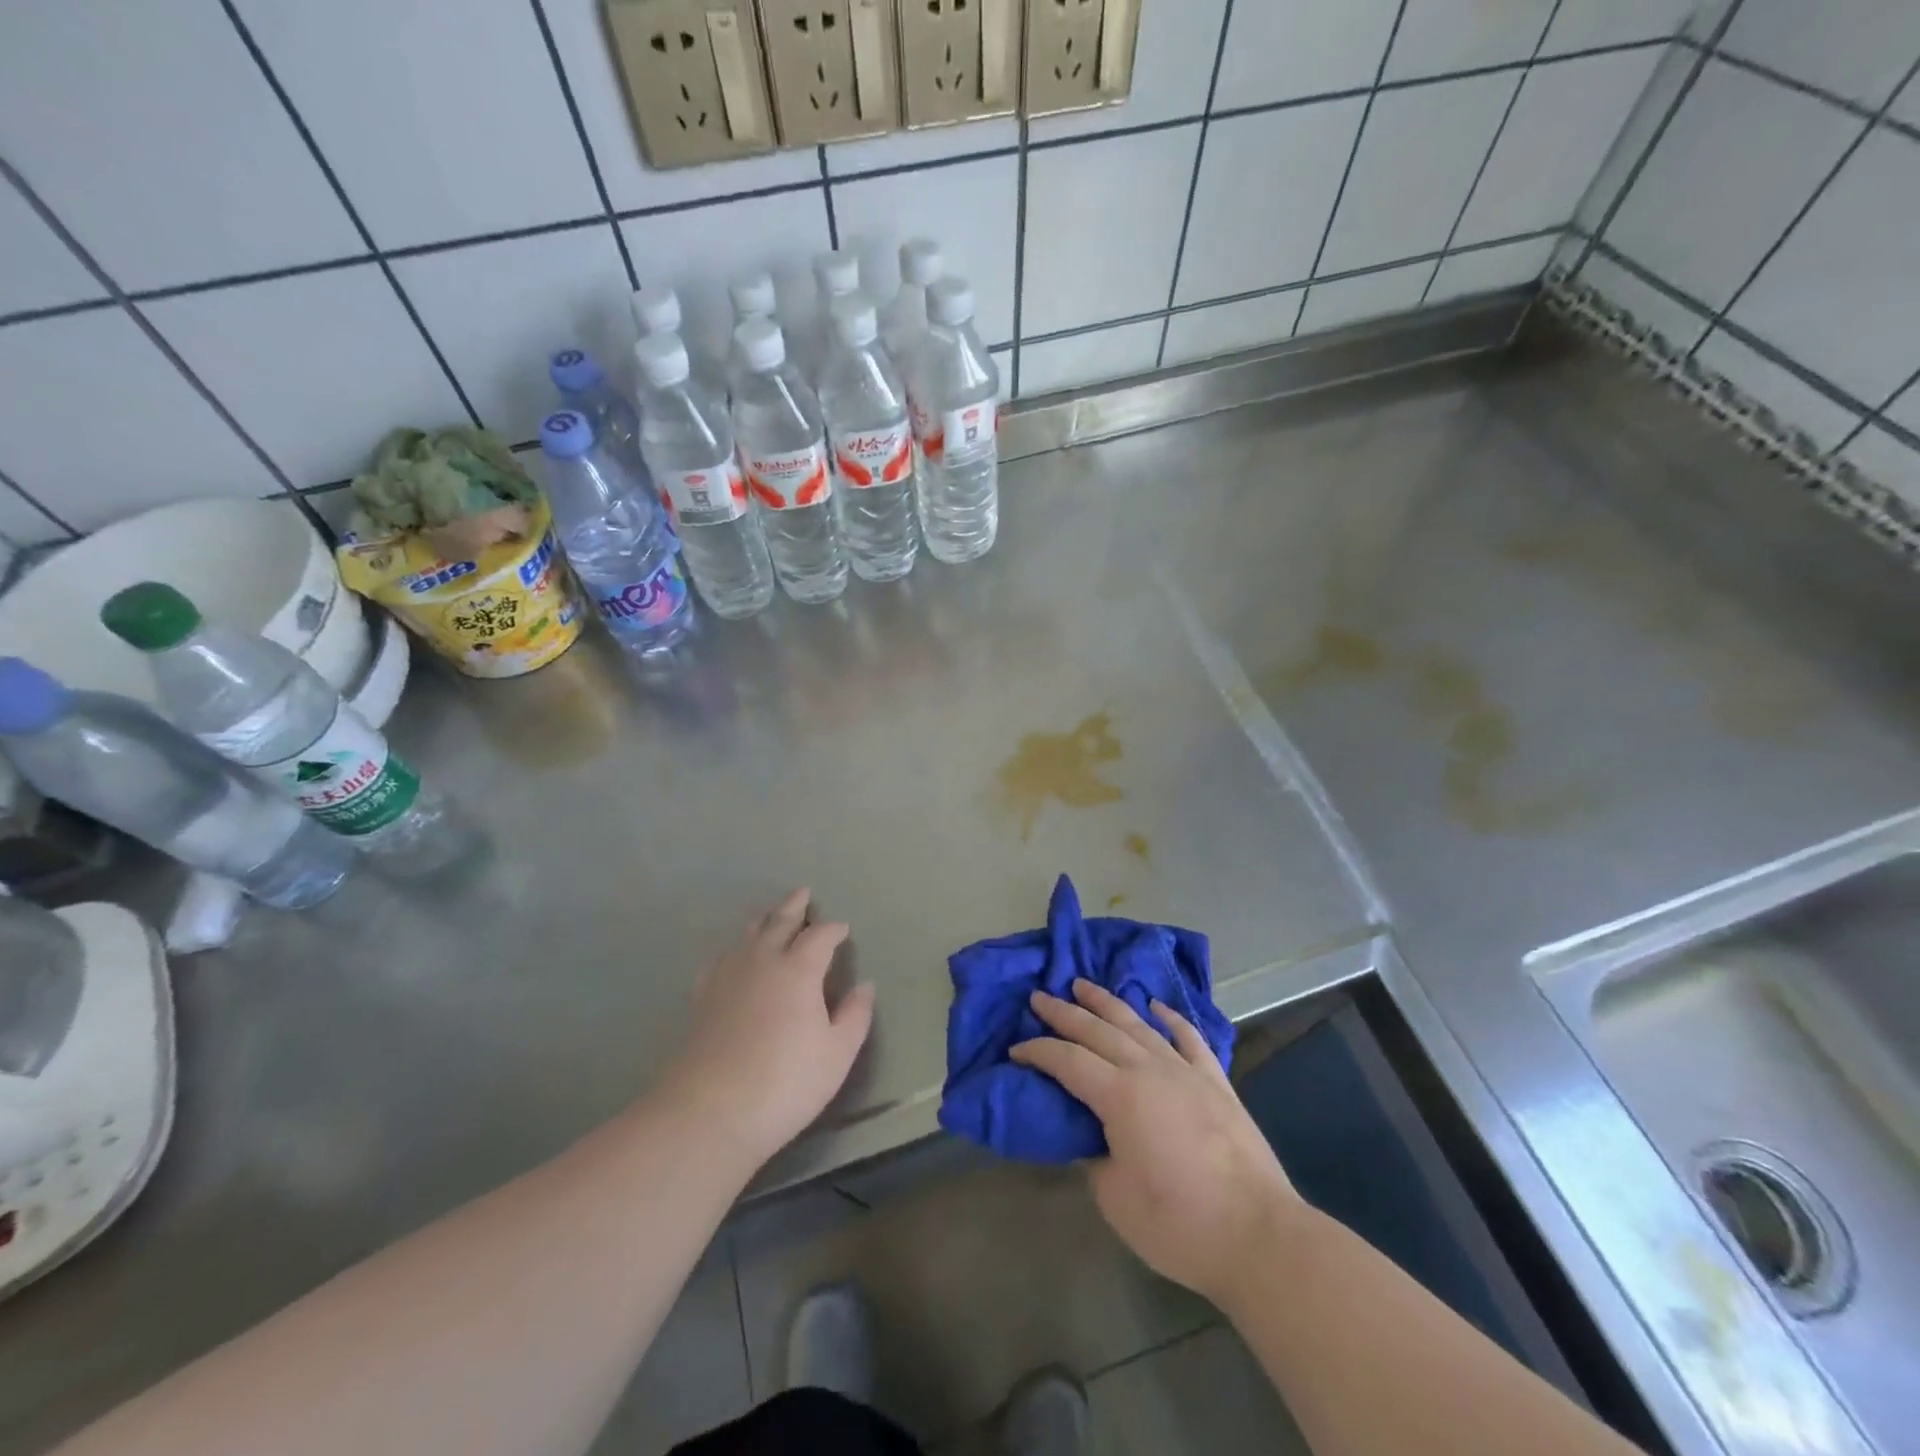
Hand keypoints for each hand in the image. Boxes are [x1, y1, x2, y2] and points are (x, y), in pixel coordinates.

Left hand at [659, 889, 875, 1167]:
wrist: (711, 1111)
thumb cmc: (786, 1082)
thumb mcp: (837, 1054)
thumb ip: (855, 1016)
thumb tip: (865, 986)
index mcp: (799, 970)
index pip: (820, 937)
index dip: (833, 930)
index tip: (842, 929)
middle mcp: (762, 961)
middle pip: (780, 922)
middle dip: (794, 907)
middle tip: (803, 892)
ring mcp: (728, 976)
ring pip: (748, 935)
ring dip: (764, 920)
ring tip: (771, 914)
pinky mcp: (703, 997)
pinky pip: (721, 958)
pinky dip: (734, 949)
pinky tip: (733, 955)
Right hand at [1011, 979, 1300, 1305]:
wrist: (1258, 1235)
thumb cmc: (1178, 1224)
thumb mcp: (1115, 1198)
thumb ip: (1095, 1158)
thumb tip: (1091, 1138)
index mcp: (1119, 1095)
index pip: (1067, 1061)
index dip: (1037, 1052)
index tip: (1015, 1050)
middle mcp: (1149, 1070)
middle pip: (1098, 1030)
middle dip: (1065, 1012)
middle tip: (1040, 997)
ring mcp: (1186, 1072)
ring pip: (1139, 1024)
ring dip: (1109, 1003)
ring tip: (1085, 985)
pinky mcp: (1217, 1083)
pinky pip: (1190, 1039)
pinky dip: (1171, 1019)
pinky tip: (1158, 1006)